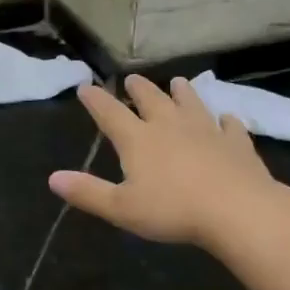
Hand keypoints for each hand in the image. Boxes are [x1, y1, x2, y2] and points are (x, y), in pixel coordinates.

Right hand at [49, 76, 278, 248]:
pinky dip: (226, 121)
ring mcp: (207, 131)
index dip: (96, 101)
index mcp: (139, 140)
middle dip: (139, 89)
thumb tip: (53, 178)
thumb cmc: (173, 210)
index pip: (110, 114)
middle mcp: (171, 126)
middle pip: (152, 100)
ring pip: (191, 104)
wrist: (236, 210)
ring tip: (178, 83)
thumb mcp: (121, 208)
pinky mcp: (236, 144)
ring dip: (182, 93)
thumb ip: (87, 192)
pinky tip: (227, 119)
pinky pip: (230, 127)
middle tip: (132, 79)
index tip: (86, 87)